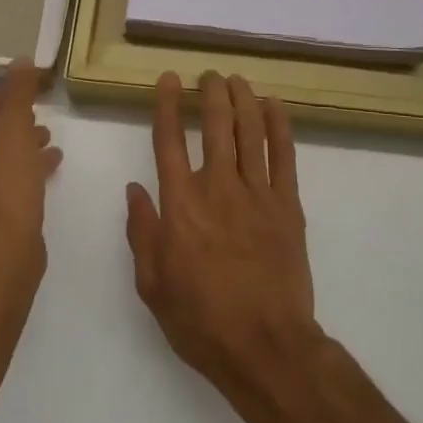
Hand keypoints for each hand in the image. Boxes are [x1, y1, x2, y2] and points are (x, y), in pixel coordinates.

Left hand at [0, 60, 60, 267]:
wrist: (1, 251)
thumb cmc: (1, 179)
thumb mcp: (14, 124)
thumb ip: (18, 89)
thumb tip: (21, 59)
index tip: (13, 102)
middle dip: (4, 124)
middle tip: (33, 121)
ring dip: (12, 148)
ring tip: (45, 144)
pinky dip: (11, 173)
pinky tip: (46, 169)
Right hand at [125, 70, 323, 422]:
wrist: (266, 348)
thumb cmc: (201, 321)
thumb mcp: (152, 285)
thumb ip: (141, 232)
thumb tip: (134, 189)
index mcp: (180, 206)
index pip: (169, 141)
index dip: (168, 105)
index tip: (169, 79)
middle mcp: (218, 188)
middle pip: (216, 126)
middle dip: (211, 93)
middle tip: (209, 75)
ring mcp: (257, 194)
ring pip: (250, 132)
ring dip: (242, 99)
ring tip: (236, 80)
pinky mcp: (288, 206)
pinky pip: (285, 155)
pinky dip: (279, 126)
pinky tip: (273, 106)